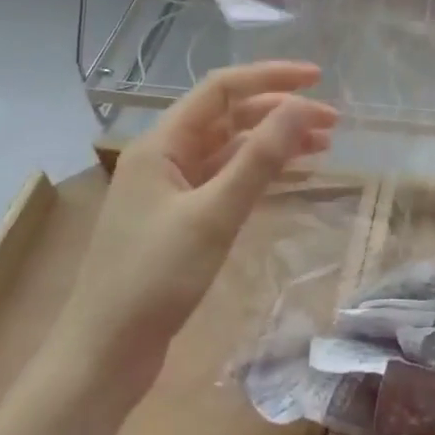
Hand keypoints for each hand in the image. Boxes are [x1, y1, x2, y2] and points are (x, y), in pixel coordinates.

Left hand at [48, 61, 337, 405]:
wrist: (103, 356)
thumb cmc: (154, 280)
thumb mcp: (214, 215)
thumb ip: (259, 158)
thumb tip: (302, 107)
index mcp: (161, 144)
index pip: (222, 89)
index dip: (270, 77)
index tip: (317, 79)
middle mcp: (164, 157)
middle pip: (229, 116)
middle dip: (279, 112)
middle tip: (331, 123)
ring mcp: (171, 189)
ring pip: (230, 148)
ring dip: (274, 141)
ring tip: (322, 145)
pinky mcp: (179, 219)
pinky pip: (226, 179)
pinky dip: (259, 172)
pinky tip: (291, 176)